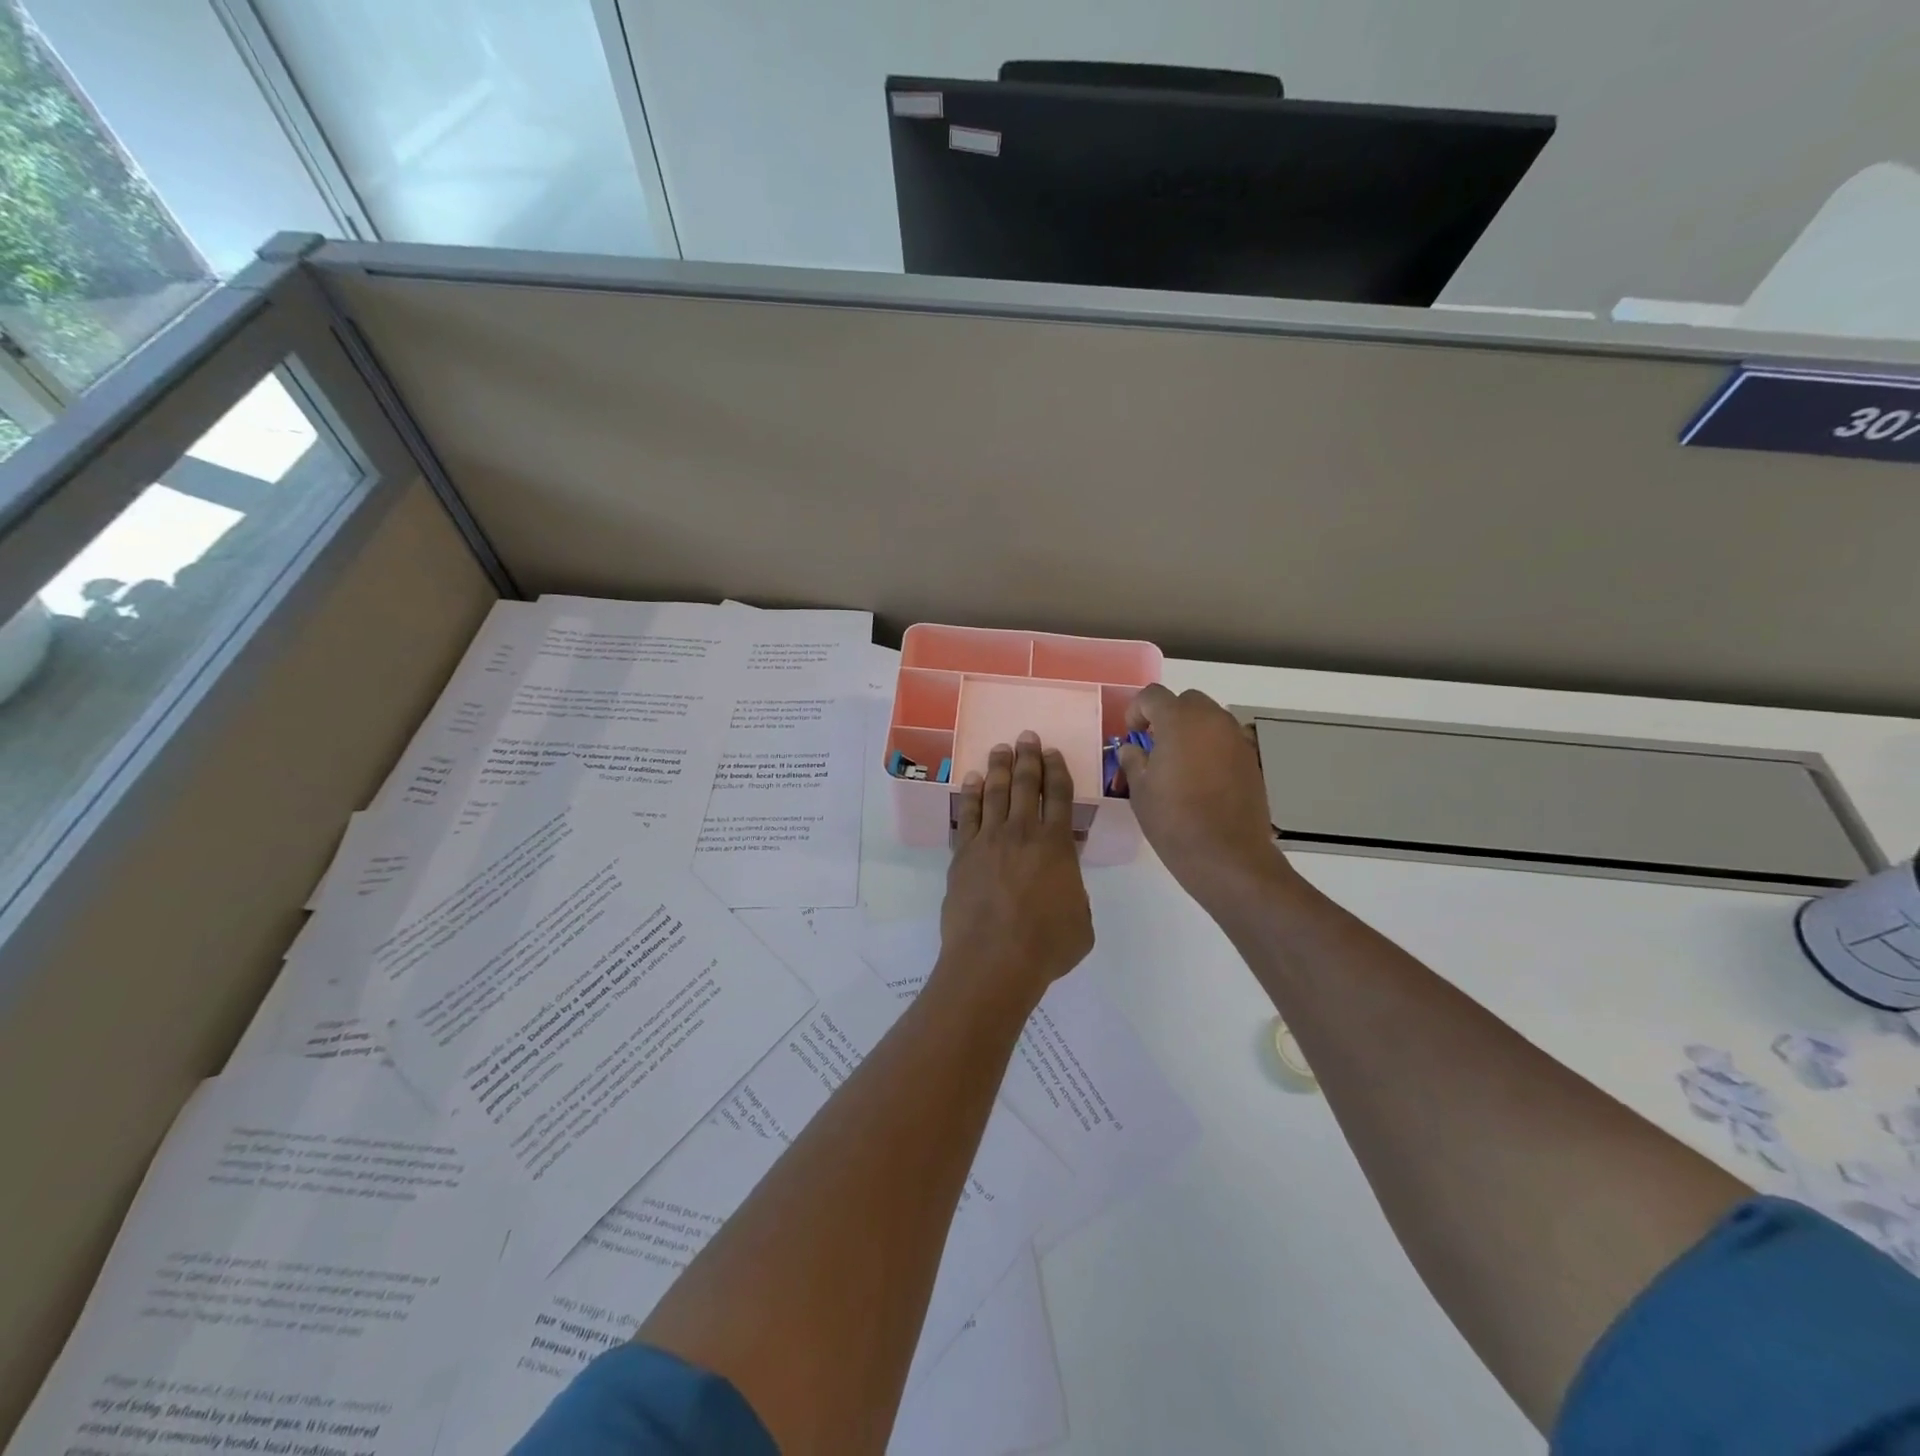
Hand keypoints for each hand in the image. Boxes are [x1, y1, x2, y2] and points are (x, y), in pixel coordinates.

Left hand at [939, 731, 1093, 1004]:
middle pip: (1025, 784)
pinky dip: (970, 794)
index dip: (1056, 770)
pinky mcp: (963, 854)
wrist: (994, 959)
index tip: (1052, 752)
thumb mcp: (1082, 920)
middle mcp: (1023, 832)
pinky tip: (971, 780)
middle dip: (1027, 757)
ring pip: (994, 792)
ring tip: (999, 748)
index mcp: (1056, 844)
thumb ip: (1074, 891)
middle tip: (1025, 736)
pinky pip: (968, 814)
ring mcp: (989, 840)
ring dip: (998, 767)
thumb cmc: (1046, 945)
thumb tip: (1063, 880)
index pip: (1058, 795)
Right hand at [1117, 685, 1293, 912]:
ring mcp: (1236, 738)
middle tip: (1154, 746)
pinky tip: (1201, 779)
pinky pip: (1225, 740)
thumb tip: (1133, 748)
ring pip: (1209, 718)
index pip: (1153, 696)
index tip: (1131, 735)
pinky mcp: (1251, 759)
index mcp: (1179, 721)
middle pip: (1185, 701)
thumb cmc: (1174, 821)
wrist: (1227, 855)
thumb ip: (1133, 760)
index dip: (1136, 710)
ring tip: (1178, 763)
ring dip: (1190, 730)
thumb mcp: (1140, 790)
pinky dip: (1210, 748)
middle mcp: (1212, 720)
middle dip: (1167, 716)